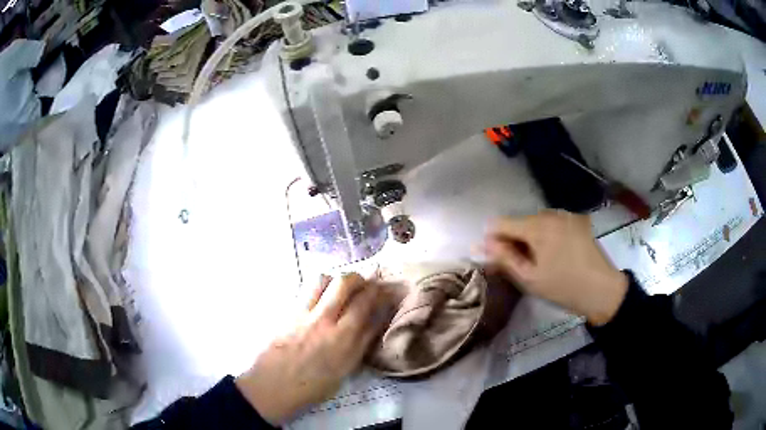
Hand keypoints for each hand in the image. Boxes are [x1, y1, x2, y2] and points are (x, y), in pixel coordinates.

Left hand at [235, 273, 392, 423]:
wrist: (272, 386)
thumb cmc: (313, 386)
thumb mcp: (345, 370)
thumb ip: (361, 343)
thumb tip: (375, 321)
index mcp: (342, 337)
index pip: (364, 303)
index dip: (376, 291)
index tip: (382, 289)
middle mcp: (323, 319)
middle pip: (344, 282)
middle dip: (358, 278)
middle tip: (362, 285)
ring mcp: (302, 312)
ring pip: (321, 279)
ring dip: (335, 279)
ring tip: (339, 289)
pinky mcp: (287, 311)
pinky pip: (305, 290)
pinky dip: (317, 288)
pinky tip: (319, 299)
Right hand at [484, 210, 627, 325]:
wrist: (603, 290)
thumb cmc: (564, 287)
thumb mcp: (530, 278)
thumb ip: (504, 258)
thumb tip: (481, 243)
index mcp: (537, 226)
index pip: (501, 223)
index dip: (494, 240)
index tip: (500, 260)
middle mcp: (551, 213)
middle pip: (520, 222)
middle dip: (515, 240)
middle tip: (523, 266)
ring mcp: (566, 215)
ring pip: (536, 223)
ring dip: (531, 239)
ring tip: (541, 262)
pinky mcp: (577, 220)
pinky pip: (552, 224)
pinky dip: (547, 236)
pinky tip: (557, 255)